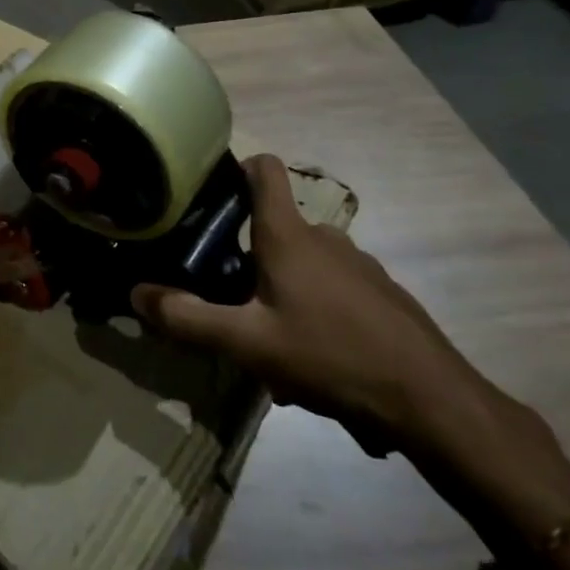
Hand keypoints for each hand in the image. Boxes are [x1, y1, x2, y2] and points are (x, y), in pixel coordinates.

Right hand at [132, 154, 497, 457]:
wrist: (432, 401)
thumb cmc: (331, 356)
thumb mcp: (247, 344)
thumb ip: (187, 318)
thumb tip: (136, 293)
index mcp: (289, 236)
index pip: (263, 170)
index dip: (235, 168)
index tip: (209, 193)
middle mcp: (326, 238)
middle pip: (275, 227)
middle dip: (247, 258)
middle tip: (228, 301)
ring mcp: (359, 265)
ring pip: (303, 265)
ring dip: (281, 292)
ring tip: (271, 344)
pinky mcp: (383, 295)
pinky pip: (333, 290)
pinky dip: (314, 312)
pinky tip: (315, 361)